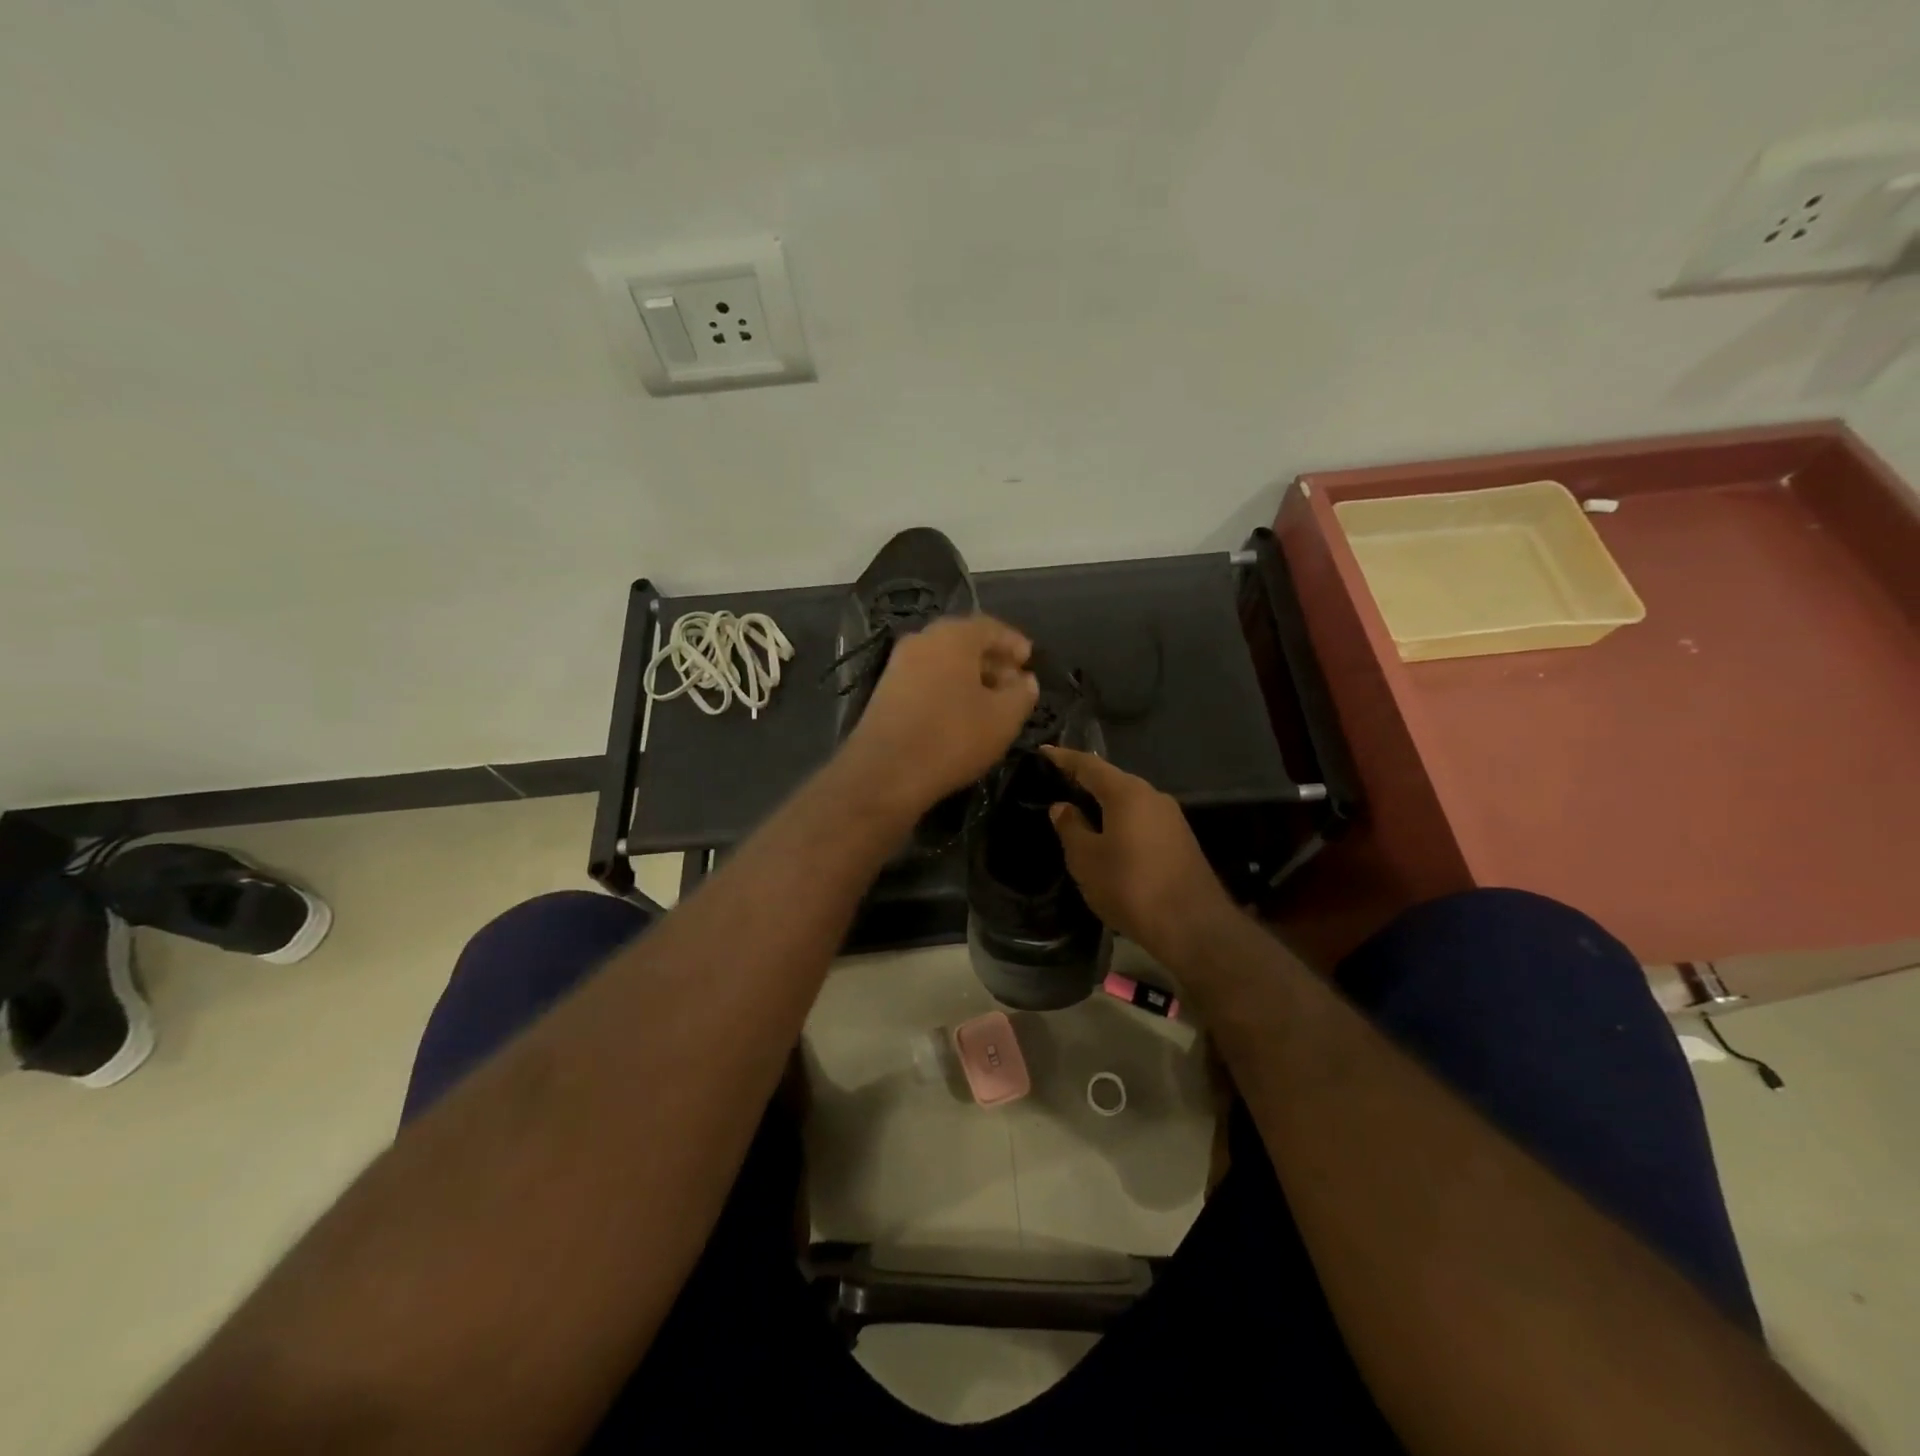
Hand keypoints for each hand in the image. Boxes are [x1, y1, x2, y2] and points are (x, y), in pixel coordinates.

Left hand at [846, 615, 1038, 816]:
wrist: (884, 772)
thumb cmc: (952, 737)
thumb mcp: (1004, 718)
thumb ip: (1022, 694)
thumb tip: (1025, 681)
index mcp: (953, 636)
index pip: (991, 627)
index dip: (1014, 643)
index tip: (1029, 662)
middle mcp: (922, 640)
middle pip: (964, 642)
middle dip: (992, 660)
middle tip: (1013, 684)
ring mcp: (899, 664)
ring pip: (944, 661)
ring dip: (970, 677)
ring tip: (990, 702)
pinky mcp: (885, 690)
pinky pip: (926, 679)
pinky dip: (947, 688)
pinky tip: (959, 714)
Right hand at [1042, 746, 1239, 968]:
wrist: (1193, 927)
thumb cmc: (1130, 886)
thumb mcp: (1086, 859)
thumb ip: (1071, 828)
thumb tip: (1062, 806)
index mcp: (1127, 793)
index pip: (1088, 765)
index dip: (1063, 758)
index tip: (1043, 752)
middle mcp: (1152, 796)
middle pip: (1112, 780)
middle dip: (1084, 780)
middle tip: (1056, 784)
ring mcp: (1171, 818)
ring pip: (1128, 802)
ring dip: (1103, 804)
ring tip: (1077, 811)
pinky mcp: (1180, 840)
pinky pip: (1141, 820)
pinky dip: (1120, 821)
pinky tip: (1106, 836)